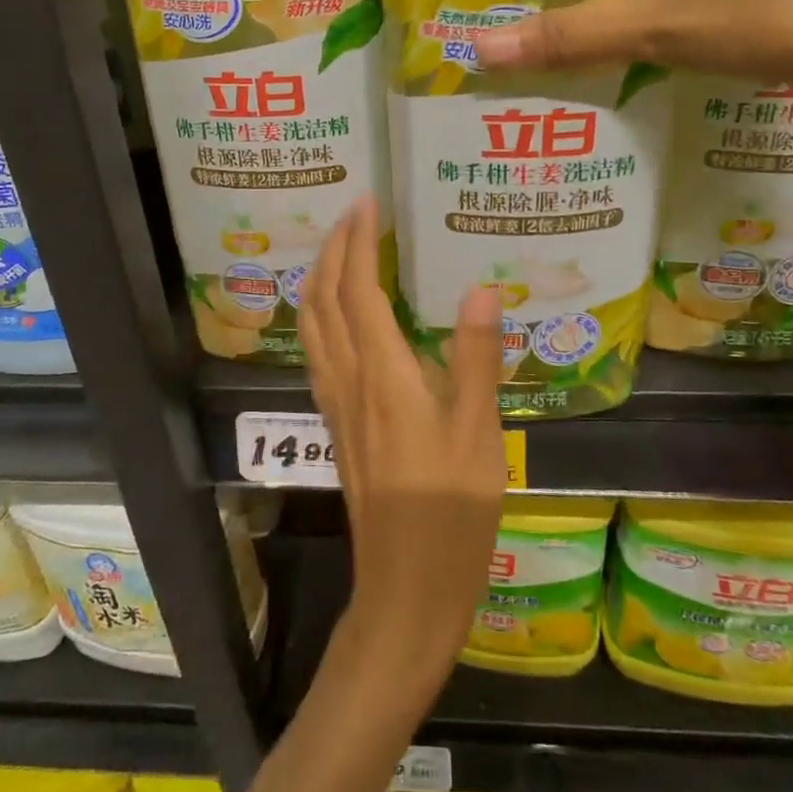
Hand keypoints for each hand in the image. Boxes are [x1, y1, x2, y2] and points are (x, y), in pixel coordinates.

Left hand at [300, 197, 507, 686]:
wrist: (404, 588)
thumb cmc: (452, 513)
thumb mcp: (480, 435)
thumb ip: (477, 358)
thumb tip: (479, 288)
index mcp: (382, 375)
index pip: (357, 290)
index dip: (357, 242)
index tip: (366, 203)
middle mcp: (348, 380)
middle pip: (322, 300)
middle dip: (331, 250)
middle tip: (353, 215)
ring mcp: (336, 404)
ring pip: (312, 326)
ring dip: (319, 279)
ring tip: (340, 251)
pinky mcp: (337, 425)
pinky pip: (318, 352)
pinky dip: (320, 315)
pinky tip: (340, 317)